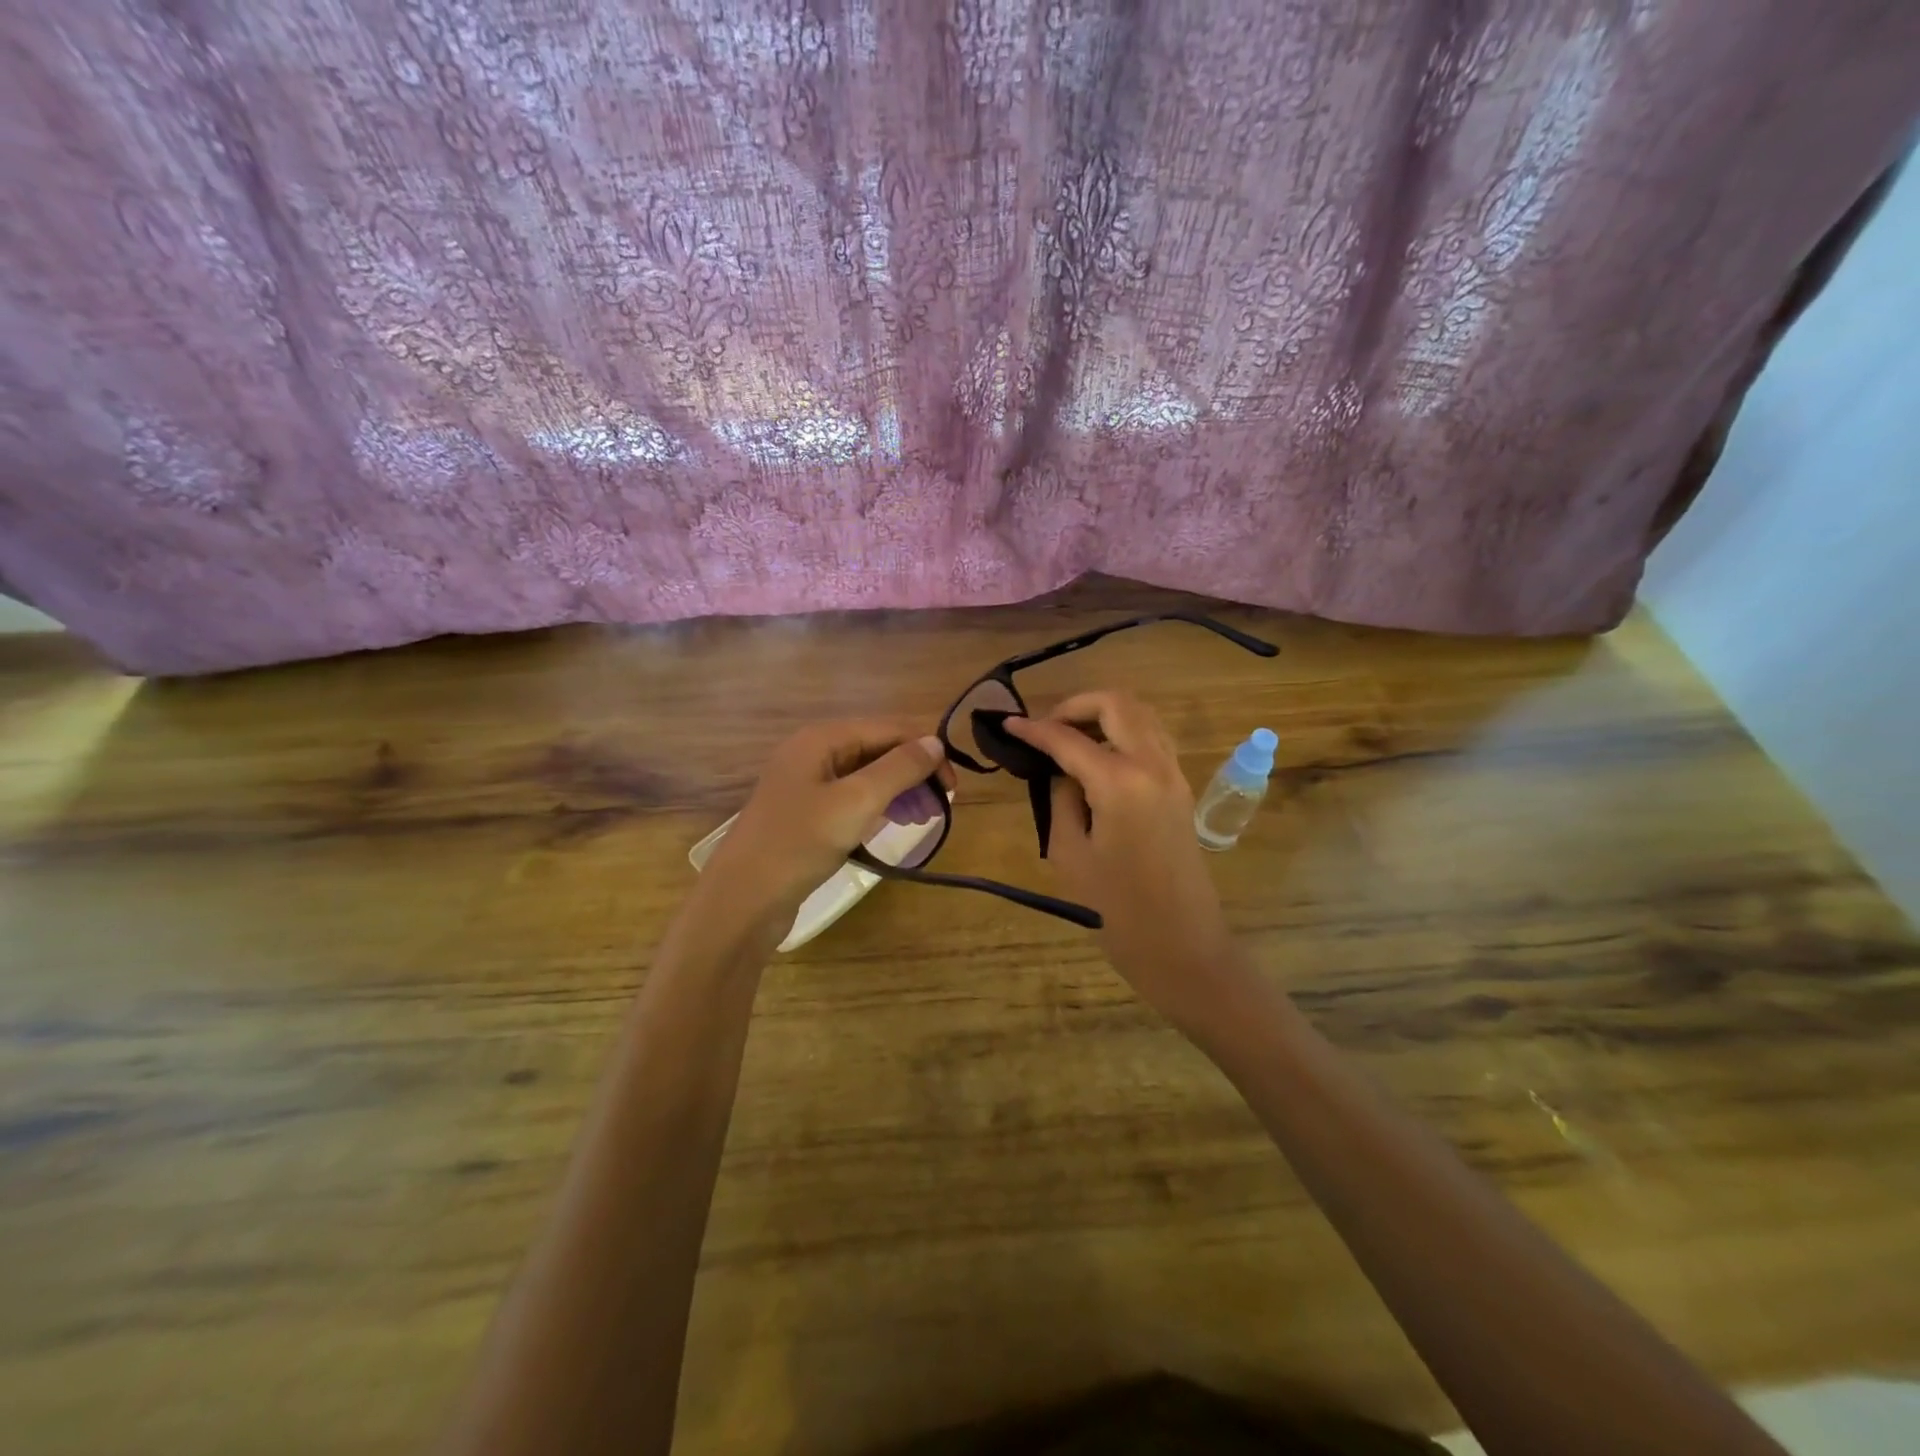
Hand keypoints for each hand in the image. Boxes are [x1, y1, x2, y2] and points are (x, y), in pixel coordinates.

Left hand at [702, 718, 954, 924]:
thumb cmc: (800, 843)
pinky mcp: (805, 815)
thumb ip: (899, 768)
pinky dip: (876, 809)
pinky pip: (850, 800)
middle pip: (877, 750)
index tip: (953, 787)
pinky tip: (890, 826)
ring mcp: (806, 785)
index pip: (888, 729)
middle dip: (912, 774)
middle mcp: (813, 752)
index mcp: (822, 738)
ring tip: (921, 820)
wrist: (743, 900)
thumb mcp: (856, 802)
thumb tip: (936, 742)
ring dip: (898, 792)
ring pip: (866, 777)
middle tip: (940, 808)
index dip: (925, 751)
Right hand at [1007, 693, 1246, 1030]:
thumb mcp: (1070, 854)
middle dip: (1075, 705)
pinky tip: (1098, 758)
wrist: (1183, 947)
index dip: (1034, 729)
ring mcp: (1174, 774)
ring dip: (1103, 714)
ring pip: (1141, 714)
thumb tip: (1061, 772)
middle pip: (1116, 703)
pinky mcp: (1181, 788)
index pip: (1069, 739)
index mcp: (1120, 782)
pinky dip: (1123, 732)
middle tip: (1045, 728)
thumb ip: (1061, 800)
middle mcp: (1153, 764)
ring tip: (1069, 738)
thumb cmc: (1117, 910)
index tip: (1006, 724)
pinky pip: (1152, 738)